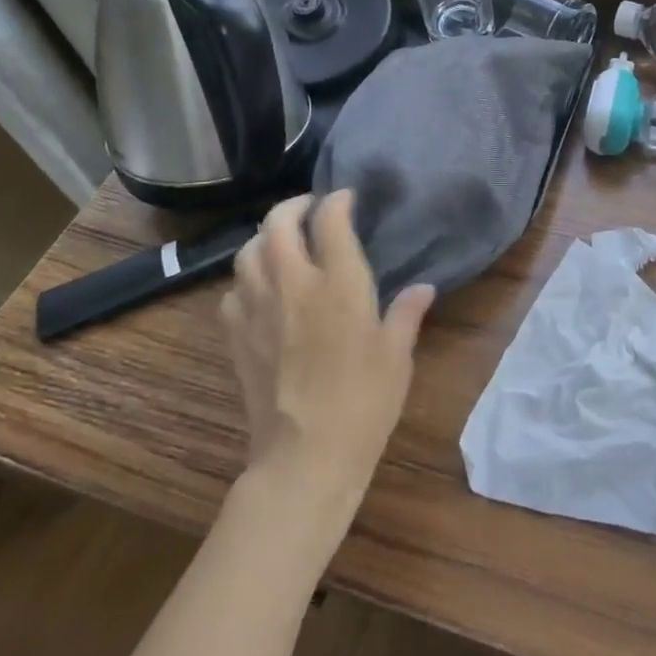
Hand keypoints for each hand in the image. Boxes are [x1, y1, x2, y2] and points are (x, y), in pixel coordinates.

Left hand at [221, 192, 435, 500]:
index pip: (331, 221)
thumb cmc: (365, 403)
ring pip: (247, 251)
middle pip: (278, 224)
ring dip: (264, 237)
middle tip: (309, 207)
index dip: (337, 201)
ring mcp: (259, 309)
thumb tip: (423, 288)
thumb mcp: (398, 355)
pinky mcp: (237, 337)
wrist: (306, 457)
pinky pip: (233, 291)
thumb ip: (407, 313)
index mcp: (339, 284)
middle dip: (293, 206)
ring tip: (281, 241)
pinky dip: (246, 279)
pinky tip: (260, 290)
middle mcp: (294, 285)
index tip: (347, 198)